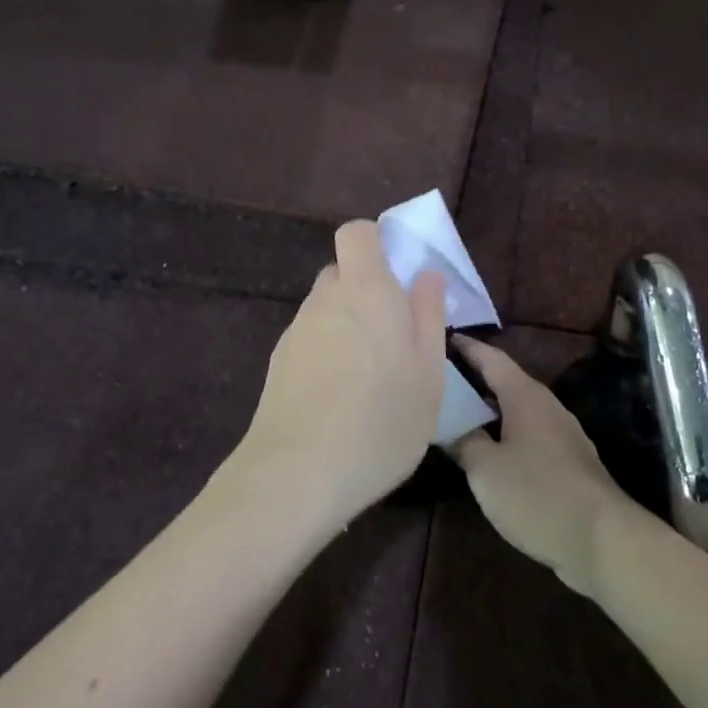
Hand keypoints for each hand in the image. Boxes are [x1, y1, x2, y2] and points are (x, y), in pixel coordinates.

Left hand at [233, 221, 446, 534]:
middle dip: (368, 290)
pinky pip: (311, 340)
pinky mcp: (278, 363)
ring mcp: (296, 331)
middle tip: (396, 334)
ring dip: (349, 325)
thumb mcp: (428, 372)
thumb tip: (426, 275)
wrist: (297, 474)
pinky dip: (328, 352)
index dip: (377, 241)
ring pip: (326, 309)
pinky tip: (341, 398)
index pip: (357, 233)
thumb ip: (429, 315)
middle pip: (342, 272)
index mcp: (366, 290)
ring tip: (372, 376)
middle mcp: (324, 300)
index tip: (400, 272)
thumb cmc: (381, 420)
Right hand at [449, 336, 645, 595]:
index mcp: (525, 396)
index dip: (466, 347)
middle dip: (474, 378)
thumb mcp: (486, 469)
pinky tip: (489, 450)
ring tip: (457, 413)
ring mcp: (562, 434)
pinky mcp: (568, 462)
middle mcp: (546, 406)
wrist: (602, 540)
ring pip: (518, 410)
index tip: (441, 339)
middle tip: (440, 379)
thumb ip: (463, 440)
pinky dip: (504, 432)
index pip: (491, 358)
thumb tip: (448, 423)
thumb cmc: (537, 494)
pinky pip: (528, 434)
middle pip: (505, 381)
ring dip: (489, 408)